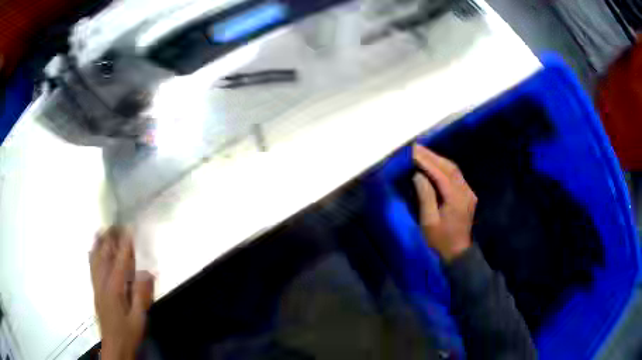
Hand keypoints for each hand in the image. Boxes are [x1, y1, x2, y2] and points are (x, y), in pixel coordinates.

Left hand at [90, 227, 153, 359]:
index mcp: (114, 289)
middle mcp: (102, 283)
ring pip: (95, 259)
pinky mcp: (95, 290)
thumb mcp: (139, 318)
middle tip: (115, 224)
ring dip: (99, 244)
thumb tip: (148, 272)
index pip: (120, 261)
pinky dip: (92, 255)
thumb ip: (141, 295)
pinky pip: (91, 267)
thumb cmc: (128, 332)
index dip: (125, 244)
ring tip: (102, 230)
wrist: (114, 345)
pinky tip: (92, 250)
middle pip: (104, 256)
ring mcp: (96, 286)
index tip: (129, 228)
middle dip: (110, 239)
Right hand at [412, 144, 477, 261]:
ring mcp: (468, 192)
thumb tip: (418, 175)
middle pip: (450, 167)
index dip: (427, 162)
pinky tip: (435, 164)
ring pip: (454, 169)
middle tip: (416, 148)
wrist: (458, 252)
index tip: (413, 152)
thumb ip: (425, 196)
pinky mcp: (468, 194)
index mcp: (456, 199)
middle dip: (432, 156)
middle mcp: (465, 192)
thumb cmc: (440, 240)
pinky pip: (456, 175)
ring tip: (423, 153)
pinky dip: (444, 167)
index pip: (441, 174)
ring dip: (438, 160)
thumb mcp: (429, 221)